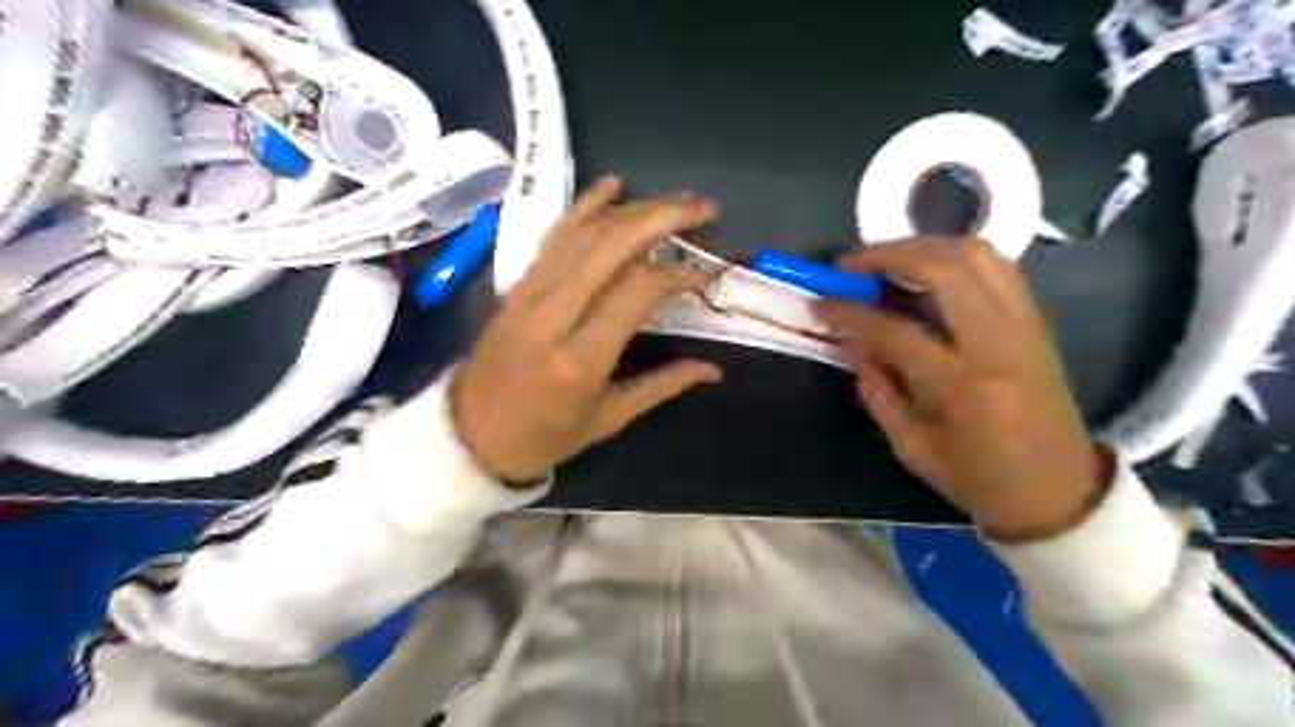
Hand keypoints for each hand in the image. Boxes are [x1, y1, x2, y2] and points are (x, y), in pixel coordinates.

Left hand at [453, 175, 717, 481]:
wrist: (470, 434)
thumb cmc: (544, 436)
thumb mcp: (609, 420)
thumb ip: (663, 385)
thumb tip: (714, 369)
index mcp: (580, 357)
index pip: (639, 290)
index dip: (679, 274)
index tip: (705, 279)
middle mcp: (553, 313)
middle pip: (613, 243)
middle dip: (664, 216)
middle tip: (704, 209)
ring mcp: (529, 292)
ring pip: (585, 231)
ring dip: (634, 208)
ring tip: (675, 201)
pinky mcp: (517, 283)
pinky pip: (554, 235)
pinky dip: (585, 205)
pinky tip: (613, 185)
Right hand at [817, 240, 1101, 539]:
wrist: (1058, 491)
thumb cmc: (977, 478)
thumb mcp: (911, 446)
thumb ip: (876, 388)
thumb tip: (849, 339)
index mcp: (960, 386)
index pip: (893, 330)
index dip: (849, 312)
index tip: (821, 303)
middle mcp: (997, 343)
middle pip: (943, 269)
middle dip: (888, 256)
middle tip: (851, 265)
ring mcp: (1024, 325)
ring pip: (976, 255)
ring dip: (922, 246)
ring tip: (885, 261)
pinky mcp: (1036, 321)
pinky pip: (996, 266)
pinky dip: (954, 256)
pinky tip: (927, 269)